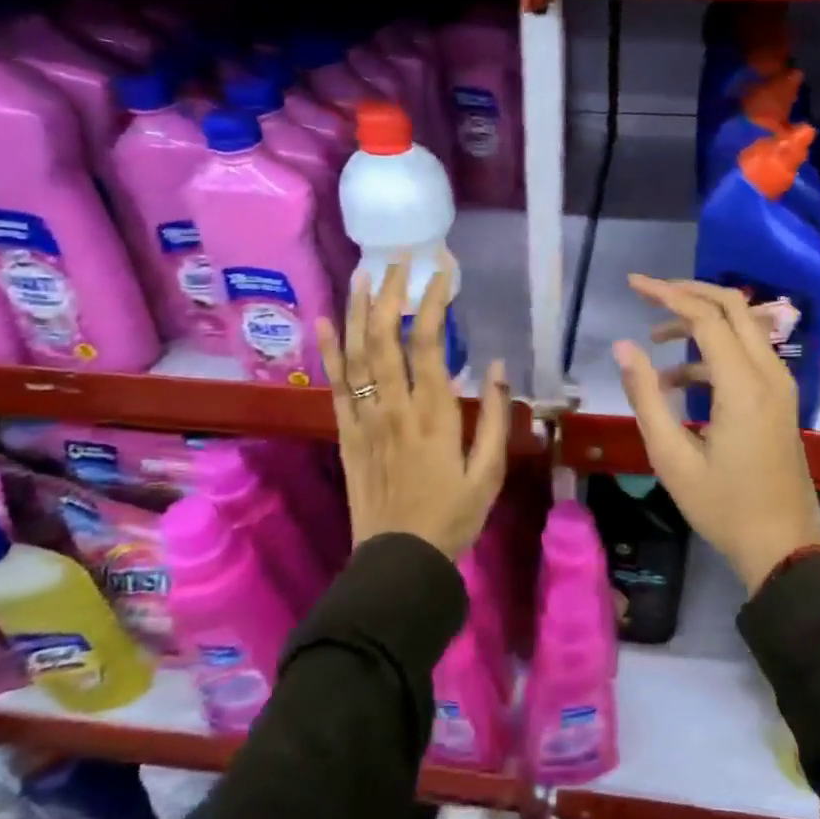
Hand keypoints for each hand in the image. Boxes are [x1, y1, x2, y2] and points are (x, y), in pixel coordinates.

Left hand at [316, 260, 509, 559]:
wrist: (399, 559)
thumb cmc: (452, 517)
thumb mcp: (488, 472)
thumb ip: (493, 417)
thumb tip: (496, 366)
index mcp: (433, 414)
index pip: (428, 343)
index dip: (432, 301)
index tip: (442, 272)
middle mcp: (393, 407)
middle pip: (385, 336)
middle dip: (390, 291)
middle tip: (399, 259)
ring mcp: (364, 418)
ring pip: (355, 353)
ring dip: (357, 309)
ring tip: (362, 272)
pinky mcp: (345, 433)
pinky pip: (334, 384)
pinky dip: (327, 350)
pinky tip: (323, 320)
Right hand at [612, 275, 819, 592]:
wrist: (785, 546)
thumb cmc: (723, 507)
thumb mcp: (672, 457)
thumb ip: (646, 396)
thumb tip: (624, 346)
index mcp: (743, 385)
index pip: (706, 316)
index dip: (667, 294)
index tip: (632, 284)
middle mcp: (769, 373)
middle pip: (733, 306)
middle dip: (689, 292)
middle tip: (648, 294)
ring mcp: (780, 385)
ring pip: (743, 326)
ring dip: (701, 321)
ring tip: (655, 340)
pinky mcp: (780, 398)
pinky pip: (747, 354)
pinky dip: (713, 352)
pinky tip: (678, 381)